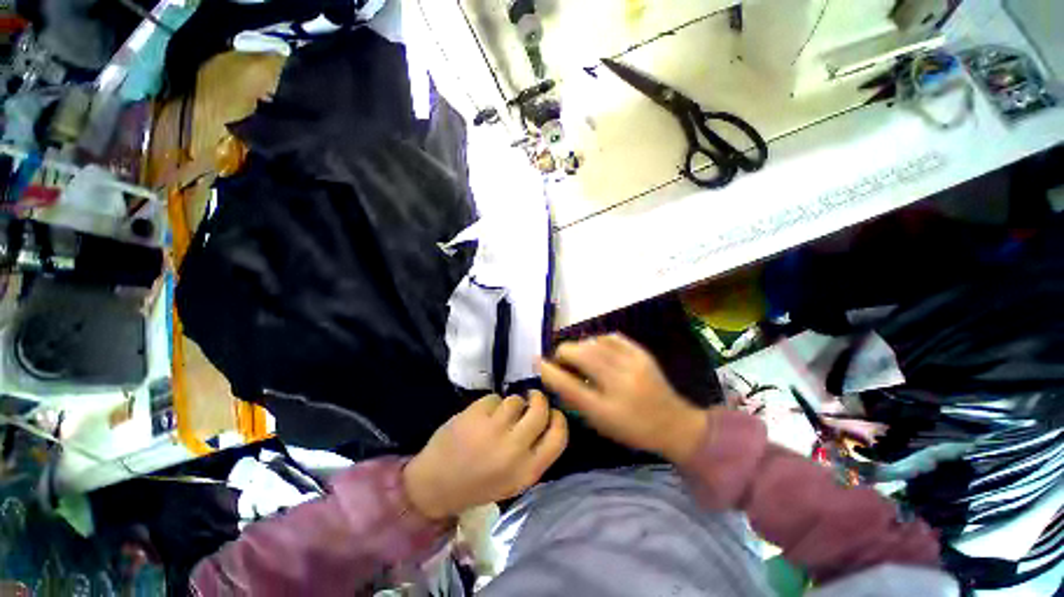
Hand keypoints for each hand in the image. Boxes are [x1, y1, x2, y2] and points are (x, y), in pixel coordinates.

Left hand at [403, 391, 567, 519]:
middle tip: (532, 398)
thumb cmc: (478, 484)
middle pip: (541, 410)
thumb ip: (533, 454)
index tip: (553, 413)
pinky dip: (491, 404)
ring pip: (516, 400)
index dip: (559, 420)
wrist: (434, 486)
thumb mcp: (514, 480)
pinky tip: (480, 417)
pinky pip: (494, 398)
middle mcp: (514, 450)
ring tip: (498, 415)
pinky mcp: (476, 415)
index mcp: (527, 471)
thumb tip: (546, 419)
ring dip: (511, 403)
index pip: (559, 437)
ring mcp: (493, 430)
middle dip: (538, 400)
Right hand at [539, 334, 708, 463]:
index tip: (537, 361)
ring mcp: (633, 364)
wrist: (674, 423)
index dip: (549, 370)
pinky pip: (610, 337)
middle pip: (580, 355)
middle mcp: (620, 384)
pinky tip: (597, 348)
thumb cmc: (632, 429)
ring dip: (580, 347)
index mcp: (607, 409)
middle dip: (564, 353)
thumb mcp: (601, 423)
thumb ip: (576, 400)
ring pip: (593, 343)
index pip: (569, 385)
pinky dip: (597, 340)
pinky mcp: (641, 353)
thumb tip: (554, 376)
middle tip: (561, 359)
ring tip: (579, 356)